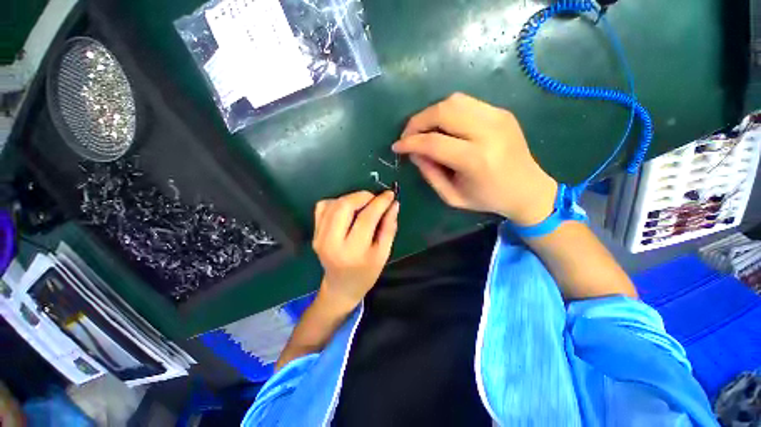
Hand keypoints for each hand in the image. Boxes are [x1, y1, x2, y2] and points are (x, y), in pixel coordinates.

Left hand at [312, 190, 399, 310]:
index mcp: (353, 251)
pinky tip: (347, 210)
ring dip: (351, 198)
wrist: (341, 286)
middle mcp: (331, 242)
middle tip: (375, 199)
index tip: (390, 194)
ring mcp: (319, 237)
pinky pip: (323, 206)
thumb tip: (393, 204)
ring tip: (364, 204)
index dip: (379, 203)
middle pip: (344, 206)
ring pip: (333, 203)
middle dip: (363, 196)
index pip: (366, 218)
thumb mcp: (383, 253)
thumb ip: (389, 227)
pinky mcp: (314, 233)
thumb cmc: (366, 273)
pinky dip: (337, 202)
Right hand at [392, 93, 557, 225]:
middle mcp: (488, 132)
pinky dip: (447, 112)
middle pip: (442, 112)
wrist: (527, 189)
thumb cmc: (487, 198)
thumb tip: (414, 152)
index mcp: (475, 160)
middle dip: (417, 122)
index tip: (397, 147)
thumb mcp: (452, 196)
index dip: (410, 143)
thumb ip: (430, 173)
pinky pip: (465, 103)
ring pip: (453, 101)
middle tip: (408, 136)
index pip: (433, 142)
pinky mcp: (501, 112)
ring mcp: (497, 117)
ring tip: (422, 130)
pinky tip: (442, 127)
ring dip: (431, 114)